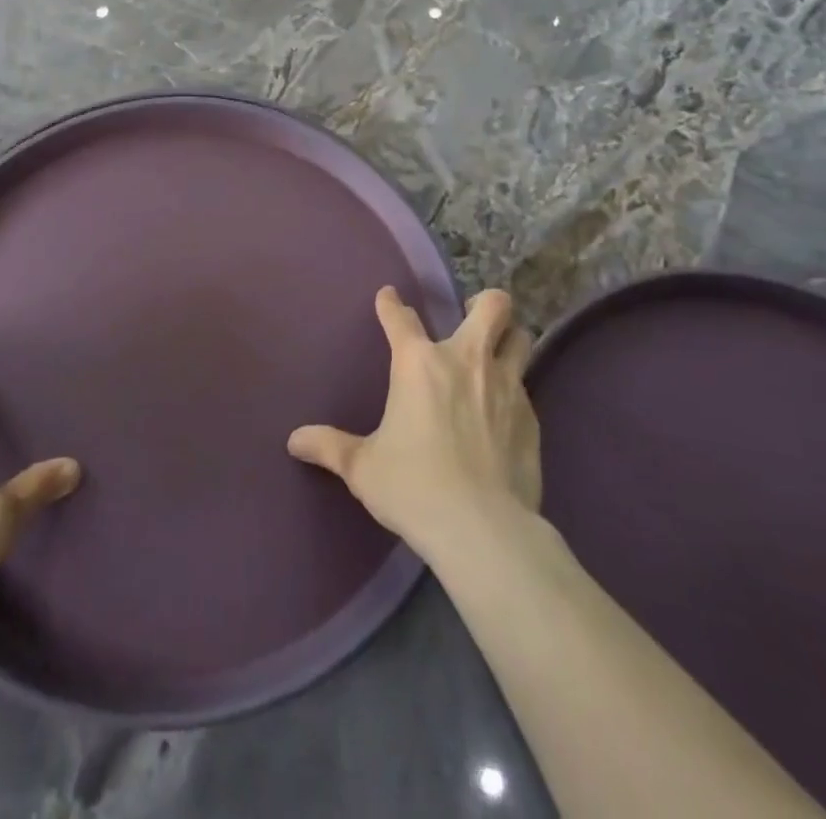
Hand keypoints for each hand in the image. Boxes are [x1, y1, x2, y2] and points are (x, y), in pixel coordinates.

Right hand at [288, 287, 538, 560]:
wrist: (482, 528)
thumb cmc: (413, 487)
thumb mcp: (363, 468)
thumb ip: (329, 447)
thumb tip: (294, 440)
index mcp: (419, 363)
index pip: (401, 318)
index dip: (391, 304)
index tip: (389, 296)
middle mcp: (466, 360)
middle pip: (492, 306)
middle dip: (484, 302)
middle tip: (469, 316)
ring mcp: (505, 386)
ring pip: (521, 338)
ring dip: (509, 338)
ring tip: (496, 351)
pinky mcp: (531, 418)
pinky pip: (525, 387)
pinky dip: (513, 390)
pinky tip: (503, 413)